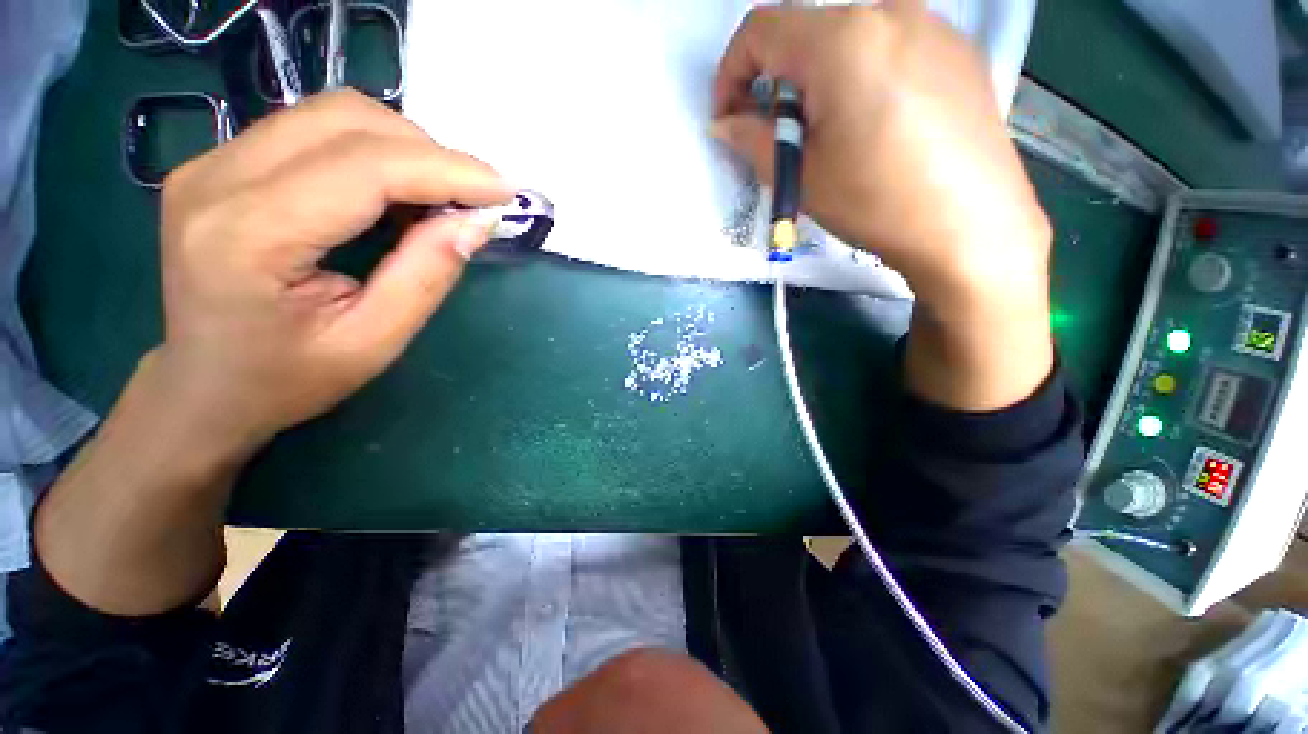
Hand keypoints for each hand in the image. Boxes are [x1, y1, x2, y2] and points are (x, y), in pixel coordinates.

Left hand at [156, 90, 510, 449]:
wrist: (204, 386)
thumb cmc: (287, 379)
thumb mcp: (374, 341)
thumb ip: (426, 275)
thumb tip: (477, 222)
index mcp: (249, 233)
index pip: (365, 166)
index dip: (446, 170)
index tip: (504, 190)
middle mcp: (217, 177)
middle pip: (348, 121)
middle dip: (429, 153)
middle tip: (472, 201)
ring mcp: (212, 162)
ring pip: (333, 115)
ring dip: (403, 149)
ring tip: (436, 200)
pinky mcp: (221, 163)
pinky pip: (314, 130)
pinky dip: (373, 152)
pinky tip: (394, 195)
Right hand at [711, 1, 1050, 316]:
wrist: (971, 226)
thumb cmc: (875, 201)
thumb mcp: (801, 176)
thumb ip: (752, 141)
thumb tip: (725, 124)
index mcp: (841, 39)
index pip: (761, 29)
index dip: (731, 72)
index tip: (730, 116)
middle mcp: (888, 11)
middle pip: (807, 33)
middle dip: (779, 83)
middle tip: (783, 136)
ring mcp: (932, 25)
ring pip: (849, 40)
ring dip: (820, 81)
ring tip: (831, 135)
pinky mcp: (957, 50)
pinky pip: (889, 49)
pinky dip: (861, 78)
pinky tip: (876, 126)